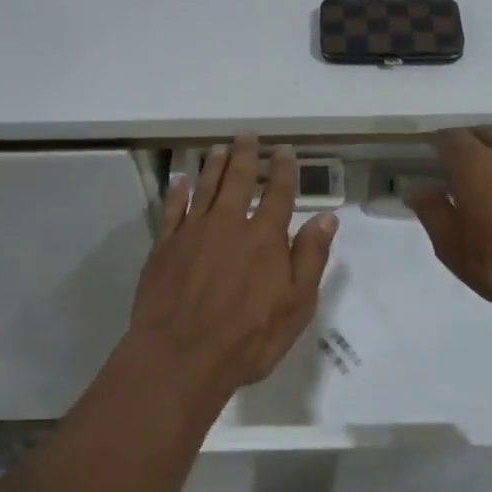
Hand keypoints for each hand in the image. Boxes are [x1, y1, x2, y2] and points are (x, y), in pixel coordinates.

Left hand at [128, 134, 338, 401]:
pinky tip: (180, 180)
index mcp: (265, 237)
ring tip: (219, 148)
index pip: (278, 194)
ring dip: (214, 165)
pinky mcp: (165, 245)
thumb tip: (327, 217)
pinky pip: (172, 209)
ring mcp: (193, 231)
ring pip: (206, 187)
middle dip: (246, 154)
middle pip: (239, 179)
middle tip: (249, 135)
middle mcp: (229, 223)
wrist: (181, 356)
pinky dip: (177, 191)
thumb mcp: (296, 305)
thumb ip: (311, 257)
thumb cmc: (247, 338)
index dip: (283, 170)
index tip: (284, 150)